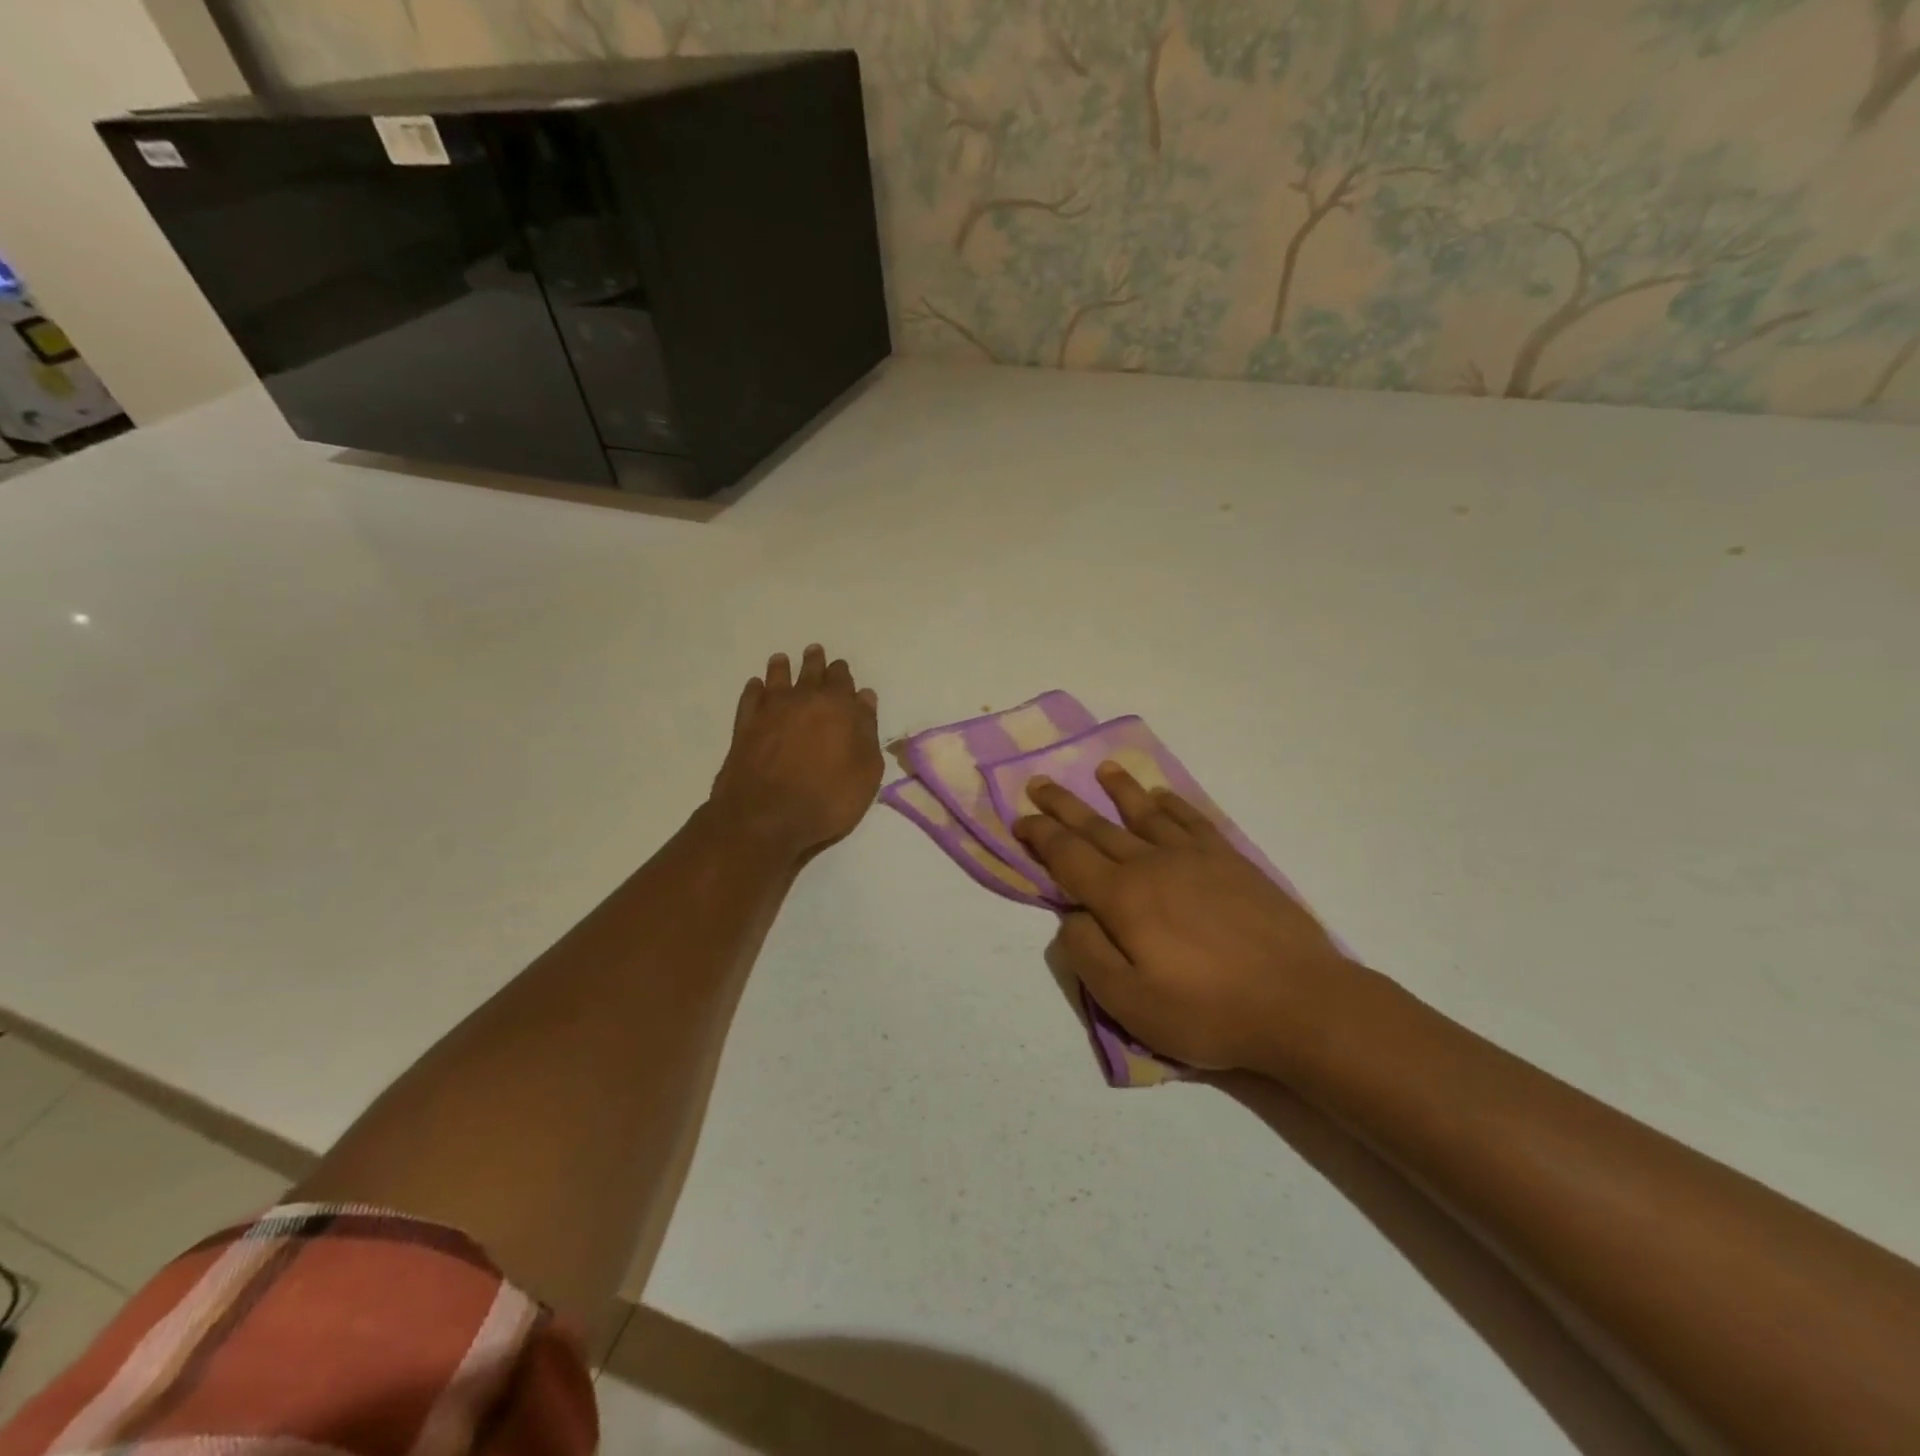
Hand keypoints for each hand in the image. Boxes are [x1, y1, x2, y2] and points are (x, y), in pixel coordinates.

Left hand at [709, 645, 882, 858]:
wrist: (766, 818)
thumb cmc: (827, 798)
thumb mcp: (866, 771)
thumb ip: (866, 731)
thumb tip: (864, 699)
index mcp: (837, 707)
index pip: (842, 681)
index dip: (842, 673)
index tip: (841, 667)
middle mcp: (803, 700)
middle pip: (811, 673)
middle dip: (815, 662)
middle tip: (814, 651)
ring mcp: (770, 711)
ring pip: (777, 679)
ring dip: (782, 668)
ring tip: (782, 659)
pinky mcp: (745, 727)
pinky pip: (751, 698)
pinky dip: (754, 689)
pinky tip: (756, 686)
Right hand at [1015, 763, 1355, 1074]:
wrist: (1302, 1003)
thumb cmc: (1209, 1011)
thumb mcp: (1131, 1003)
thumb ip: (1089, 955)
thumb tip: (1071, 916)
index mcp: (1123, 897)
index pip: (1068, 856)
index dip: (1040, 836)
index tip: (1019, 820)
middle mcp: (1153, 864)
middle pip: (1098, 827)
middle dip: (1064, 805)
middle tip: (1039, 783)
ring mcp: (1196, 858)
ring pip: (1146, 814)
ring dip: (1119, 791)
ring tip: (1103, 769)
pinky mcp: (1233, 862)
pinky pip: (1193, 821)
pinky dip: (1172, 805)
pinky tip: (1163, 797)